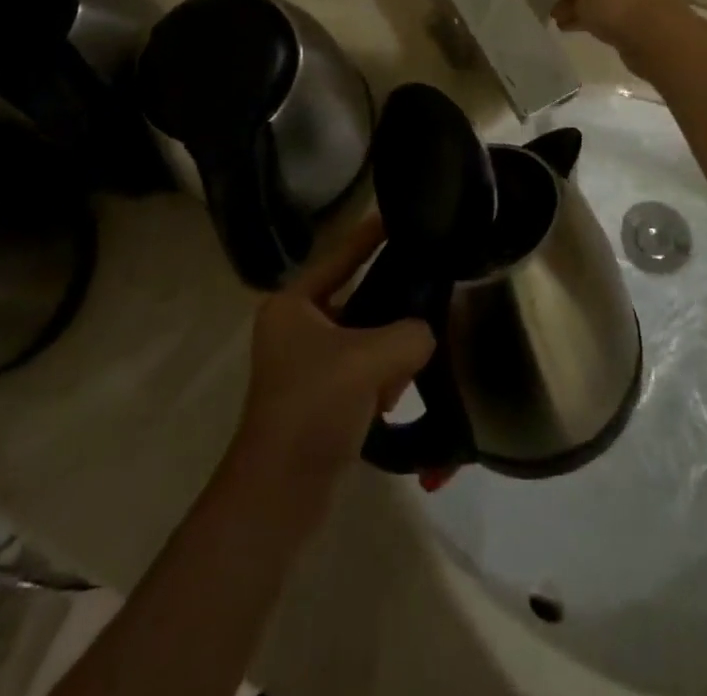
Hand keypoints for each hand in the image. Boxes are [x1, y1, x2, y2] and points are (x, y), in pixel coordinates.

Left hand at [231, 213, 433, 513]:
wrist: (279, 494)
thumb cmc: (315, 406)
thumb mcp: (370, 359)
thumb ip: (410, 333)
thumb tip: (424, 335)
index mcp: (292, 304)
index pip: (341, 256)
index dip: (370, 235)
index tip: (398, 213)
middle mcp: (294, 327)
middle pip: (356, 299)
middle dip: (390, 308)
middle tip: (427, 294)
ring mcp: (303, 364)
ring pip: (362, 338)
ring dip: (387, 352)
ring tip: (408, 367)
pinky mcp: (318, 397)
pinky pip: (360, 369)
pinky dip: (380, 378)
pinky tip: (394, 396)